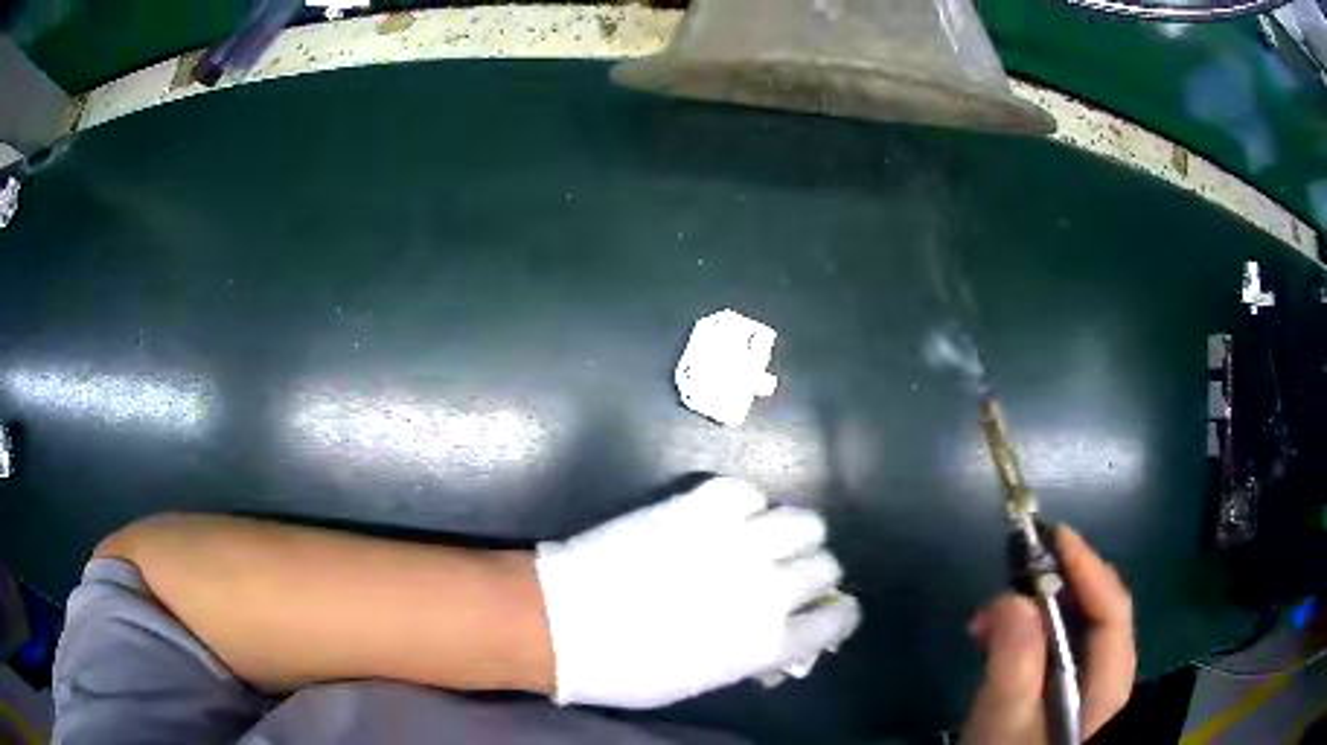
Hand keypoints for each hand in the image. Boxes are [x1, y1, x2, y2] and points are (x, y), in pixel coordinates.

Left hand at [534, 477, 860, 708]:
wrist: (564, 623)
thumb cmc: (629, 669)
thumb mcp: (704, 679)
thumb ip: (754, 656)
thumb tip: (780, 643)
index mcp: (769, 641)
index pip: (837, 618)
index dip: (838, 613)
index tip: (828, 610)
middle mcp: (766, 588)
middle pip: (826, 565)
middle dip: (815, 572)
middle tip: (791, 574)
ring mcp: (735, 542)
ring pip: (802, 522)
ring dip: (793, 534)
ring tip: (769, 540)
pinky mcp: (698, 508)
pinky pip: (747, 492)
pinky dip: (747, 505)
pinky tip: (730, 517)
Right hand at [961, 526, 1135, 743]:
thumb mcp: (1004, 722)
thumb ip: (1014, 661)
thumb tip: (1012, 597)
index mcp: (1109, 686)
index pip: (1113, 611)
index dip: (1088, 567)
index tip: (1052, 534)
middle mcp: (1108, 683)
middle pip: (1098, 618)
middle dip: (1059, 587)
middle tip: (1012, 574)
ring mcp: (1087, 694)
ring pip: (1076, 636)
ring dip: (1040, 612)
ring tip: (995, 612)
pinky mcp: (1063, 703)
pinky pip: (1057, 657)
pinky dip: (1032, 639)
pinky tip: (1002, 644)